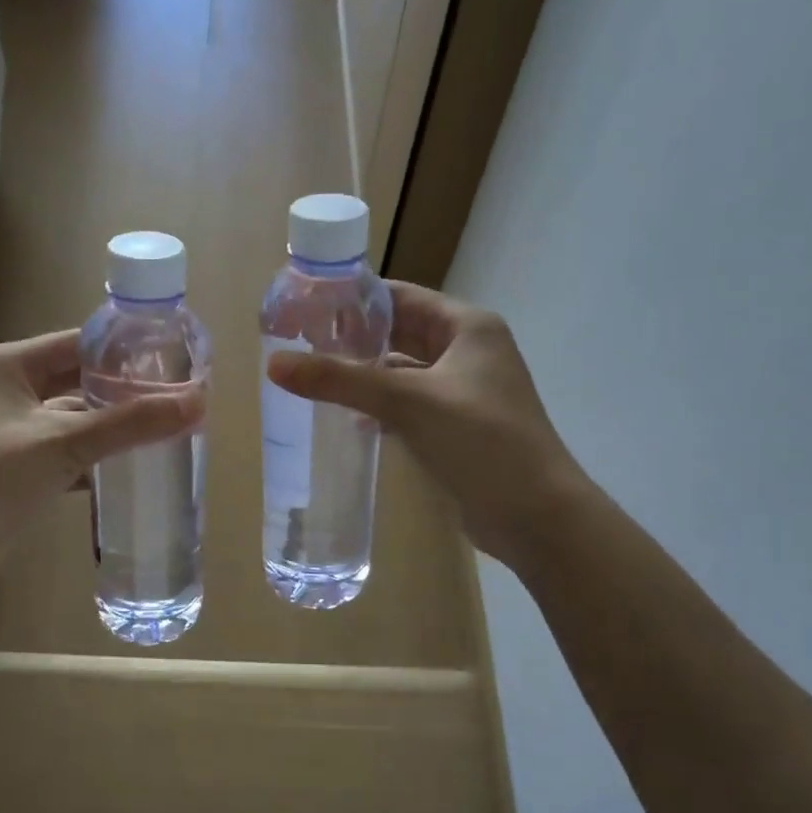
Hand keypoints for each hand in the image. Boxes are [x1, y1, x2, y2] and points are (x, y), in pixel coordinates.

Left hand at [0, 330, 203, 593]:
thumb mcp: (63, 443)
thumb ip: (129, 423)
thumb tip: (197, 402)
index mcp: (9, 364)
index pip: (79, 343)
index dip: (125, 351)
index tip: (174, 360)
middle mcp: (9, 389)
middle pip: (80, 380)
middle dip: (125, 392)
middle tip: (178, 398)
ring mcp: (13, 430)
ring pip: (77, 419)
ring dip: (114, 428)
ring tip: (168, 430)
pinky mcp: (20, 466)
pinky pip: (69, 452)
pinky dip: (97, 458)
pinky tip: (135, 466)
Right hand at [266, 282, 579, 566]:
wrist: (536, 515)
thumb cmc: (480, 441)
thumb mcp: (407, 402)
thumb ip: (340, 380)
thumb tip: (275, 364)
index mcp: (467, 327)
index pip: (401, 297)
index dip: (354, 299)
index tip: (305, 307)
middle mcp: (469, 351)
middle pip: (401, 333)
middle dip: (354, 339)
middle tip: (300, 344)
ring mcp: (465, 392)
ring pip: (403, 372)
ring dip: (365, 376)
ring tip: (314, 378)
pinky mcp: (458, 428)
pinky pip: (410, 406)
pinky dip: (380, 407)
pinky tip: (348, 418)